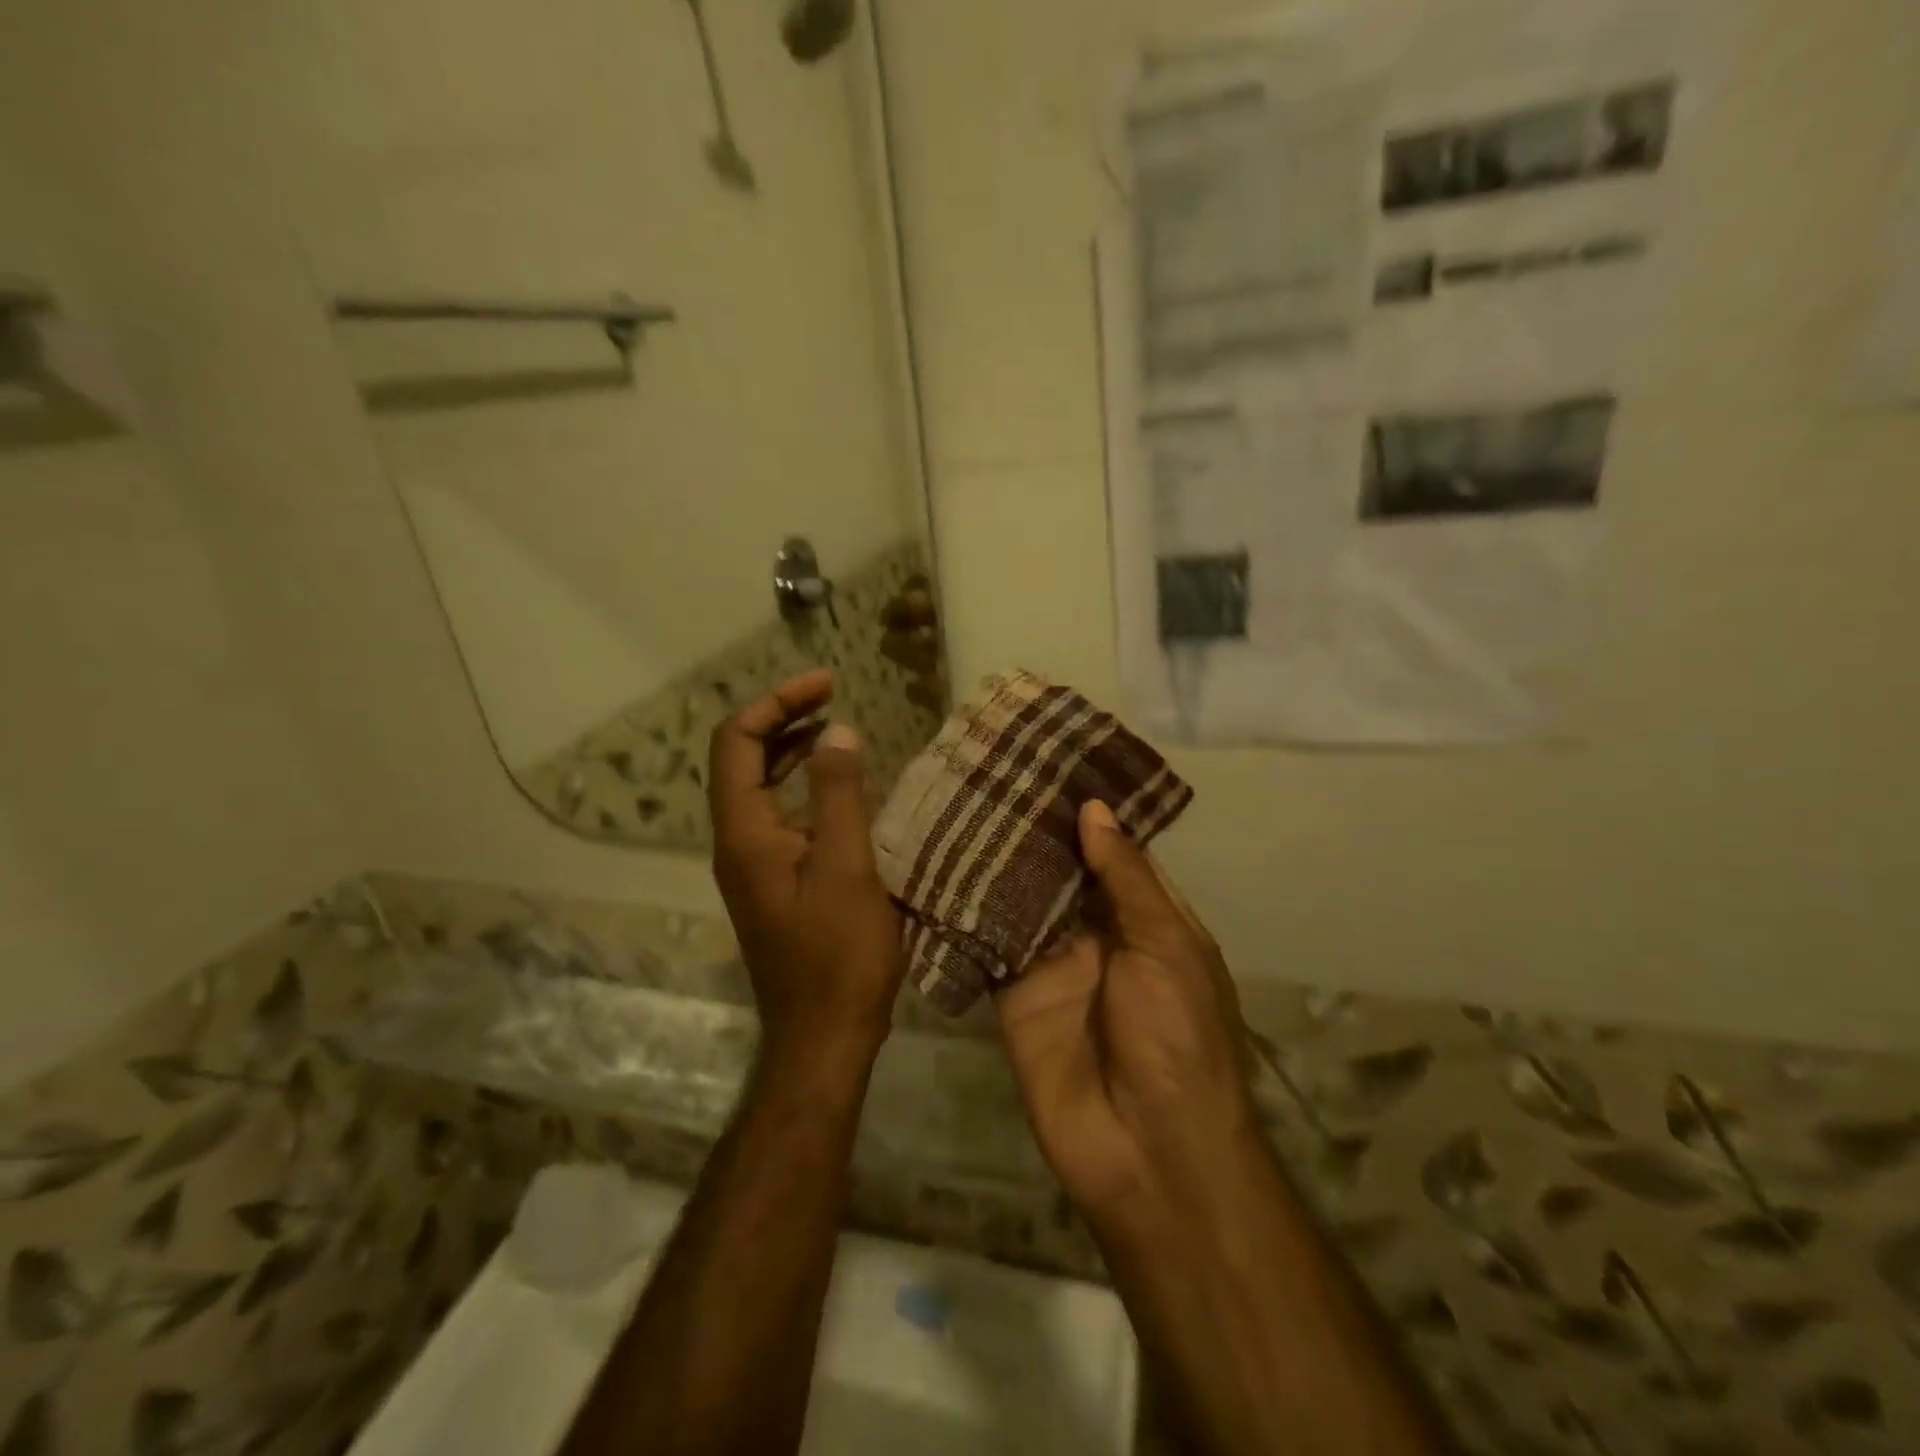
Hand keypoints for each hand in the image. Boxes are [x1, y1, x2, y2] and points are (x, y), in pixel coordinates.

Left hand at [709, 671, 905, 1062]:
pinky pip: (778, 816)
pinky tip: (840, 788)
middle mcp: (736, 842)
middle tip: (831, 694)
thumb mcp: (846, 866)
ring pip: (759, 787)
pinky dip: (803, 787)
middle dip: (782, 718)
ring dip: (791, 750)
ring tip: (834, 728)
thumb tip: (838, 732)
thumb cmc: (838, 953)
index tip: (825, 685)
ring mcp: (752, 864)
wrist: (824, 1035)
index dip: (775, 703)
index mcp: (744, 833)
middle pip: (742, 758)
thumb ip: (839, 794)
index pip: (736, 742)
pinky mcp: (772, 882)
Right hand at [997, 800, 1260, 1223]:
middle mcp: (1096, 930)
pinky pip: (987, 940)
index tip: (1049, 759)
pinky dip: (967, 907)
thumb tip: (1094, 809)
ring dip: (996, 857)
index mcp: (1145, 916)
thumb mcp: (1168, 947)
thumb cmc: (1180, 1038)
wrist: (1148, 1152)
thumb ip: (1126, 879)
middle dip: (1033, 826)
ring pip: (1019, 896)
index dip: (1085, 809)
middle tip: (990, 768)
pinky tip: (938, 861)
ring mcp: (1050, 960)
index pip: (1111, 849)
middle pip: (1060, 868)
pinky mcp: (1010, 990)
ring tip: (959, 797)